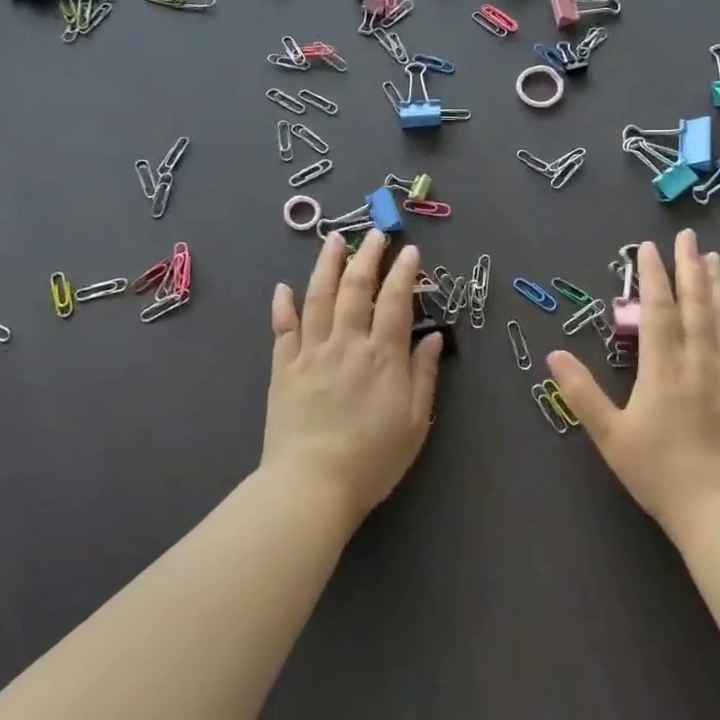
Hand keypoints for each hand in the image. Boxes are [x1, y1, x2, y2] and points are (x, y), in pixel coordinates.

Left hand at [263, 229, 442, 527]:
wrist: (311, 486)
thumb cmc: (373, 459)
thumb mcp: (416, 422)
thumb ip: (425, 375)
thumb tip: (435, 336)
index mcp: (383, 356)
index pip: (396, 301)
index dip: (404, 272)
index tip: (410, 250)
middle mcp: (347, 344)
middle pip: (356, 289)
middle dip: (367, 256)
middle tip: (375, 233)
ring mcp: (311, 353)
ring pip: (318, 298)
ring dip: (327, 265)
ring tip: (334, 239)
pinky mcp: (283, 369)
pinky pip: (283, 330)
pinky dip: (283, 306)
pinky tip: (284, 287)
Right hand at [549, 229, 719, 536]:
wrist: (717, 507)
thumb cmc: (657, 471)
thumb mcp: (609, 435)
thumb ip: (582, 393)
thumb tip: (554, 356)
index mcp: (662, 369)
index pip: (658, 311)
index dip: (653, 276)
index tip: (648, 247)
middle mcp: (696, 363)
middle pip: (695, 306)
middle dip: (690, 268)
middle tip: (689, 236)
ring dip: (718, 287)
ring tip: (715, 259)